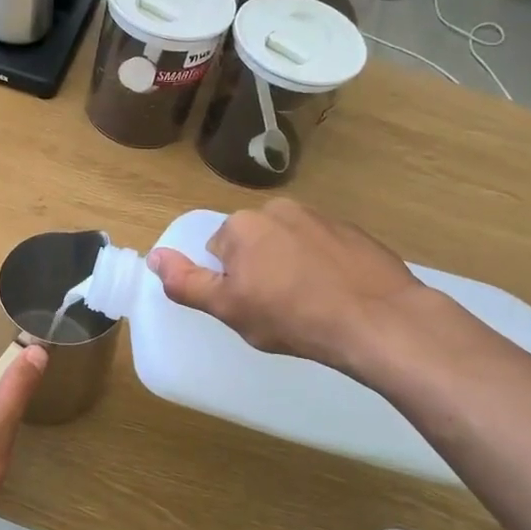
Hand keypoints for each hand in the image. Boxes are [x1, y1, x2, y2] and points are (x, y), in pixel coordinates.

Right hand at [147, 200, 425, 373]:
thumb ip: (185, 282)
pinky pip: (325, 249)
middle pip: (254, 243)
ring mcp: (322, 217)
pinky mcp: (355, 232)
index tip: (251, 306)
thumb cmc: (291, 316)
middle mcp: (279, 209)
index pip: (218, 252)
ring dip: (292, 267)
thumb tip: (154, 256)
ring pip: (291, 245)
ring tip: (310, 304)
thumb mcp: (227, 308)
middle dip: (260, 270)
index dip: (230, 283)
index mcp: (243, 225)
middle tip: (278, 308)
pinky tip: (337, 296)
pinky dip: (325, 267)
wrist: (376, 320)